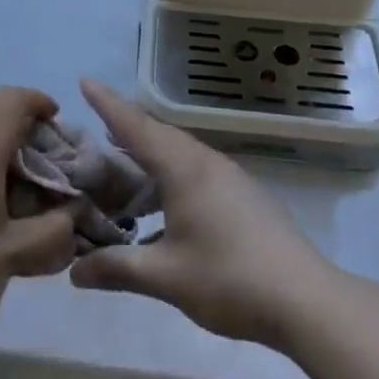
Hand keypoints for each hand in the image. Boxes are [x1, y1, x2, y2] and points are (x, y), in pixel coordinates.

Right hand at [68, 80, 338, 349]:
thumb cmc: (229, 279)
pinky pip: (196, 167)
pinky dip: (170, 170)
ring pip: (179, 151)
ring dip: (149, 151)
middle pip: (158, 134)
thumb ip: (118, 268)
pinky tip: (164, 198)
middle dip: (125, 127)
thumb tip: (73, 272)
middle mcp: (206, 161)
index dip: (108, 104)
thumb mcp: (166, 277)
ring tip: (123, 161)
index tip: (85, 81)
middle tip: (94, 128)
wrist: (305, 298)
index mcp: (184, 169)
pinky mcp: (244, 194)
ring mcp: (229, 176)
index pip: (136, 127)